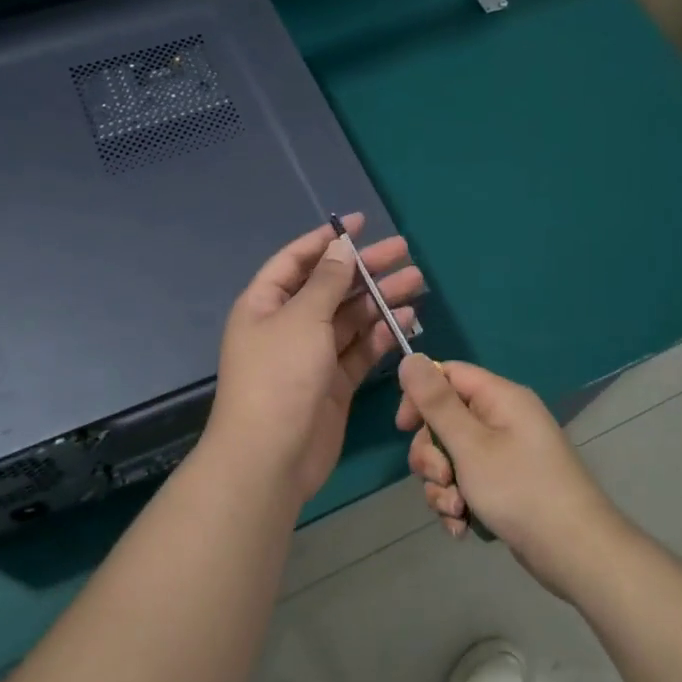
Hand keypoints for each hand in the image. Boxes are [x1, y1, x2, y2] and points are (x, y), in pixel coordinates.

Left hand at [208, 215, 423, 506]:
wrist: (270, 458)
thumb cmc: (279, 377)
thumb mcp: (302, 319)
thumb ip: (326, 282)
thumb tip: (341, 247)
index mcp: (265, 303)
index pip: (297, 260)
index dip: (327, 239)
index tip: (361, 223)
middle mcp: (287, 324)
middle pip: (330, 286)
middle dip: (365, 268)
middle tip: (404, 252)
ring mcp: (311, 355)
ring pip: (349, 317)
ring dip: (379, 299)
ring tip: (416, 282)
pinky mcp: (333, 383)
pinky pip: (359, 349)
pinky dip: (381, 333)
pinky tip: (406, 318)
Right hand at [396, 355, 625, 595]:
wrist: (575, 552)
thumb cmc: (520, 489)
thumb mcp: (469, 444)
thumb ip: (436, 402)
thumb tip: (410, 357)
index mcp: (500, 398)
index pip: (448, 375)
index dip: (420, 396)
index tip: (404, 427)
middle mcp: (504, 420)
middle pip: (446, 420)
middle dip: (432, 455)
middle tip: (441, 478)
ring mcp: (507, 455)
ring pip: (452, 458)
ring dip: (443, 486)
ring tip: (457, 511)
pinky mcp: (506, 486)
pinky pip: (468, 484)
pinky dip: (459, 504)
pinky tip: (463, 527)